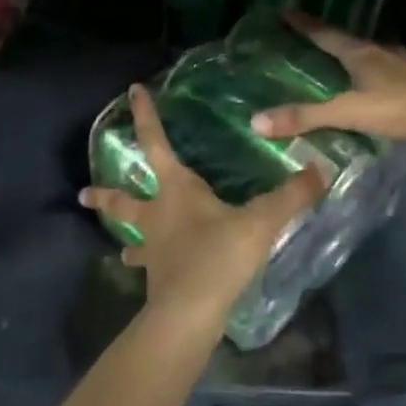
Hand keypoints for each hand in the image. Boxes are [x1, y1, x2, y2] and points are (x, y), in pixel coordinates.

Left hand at [79, 86, 326, 325]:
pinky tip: (151, 276)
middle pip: (124, 200)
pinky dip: (148, 267)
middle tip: (83, 194)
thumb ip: (291, 195)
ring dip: (125, 237)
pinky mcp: (158, 280)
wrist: (189, 314)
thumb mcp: (260, 222)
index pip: (156, 144)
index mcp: (176, 191)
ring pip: (132, 239)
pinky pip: (150, 267)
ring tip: (121, 250)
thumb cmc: (218, 256)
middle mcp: (157, 216)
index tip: (133, 91)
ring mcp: (154, 251)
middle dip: (105, 194)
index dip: (146, 116)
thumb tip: (322, 169)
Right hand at [248, 13, 405, 145]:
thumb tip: (256, 121)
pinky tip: (372, 84)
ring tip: (336, 62)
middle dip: (327, 38)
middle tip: (307, 39)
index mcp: (361, 52)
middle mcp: (381, 51)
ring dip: (352, 56)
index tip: (285, 11)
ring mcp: (403, 63)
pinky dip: (373, 72)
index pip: (325, 33)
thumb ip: (306, 117)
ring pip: (371, 54)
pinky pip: (387, 70)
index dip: (304, 24)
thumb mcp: (349, 112)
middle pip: (348, 41)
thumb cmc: (399, 107)